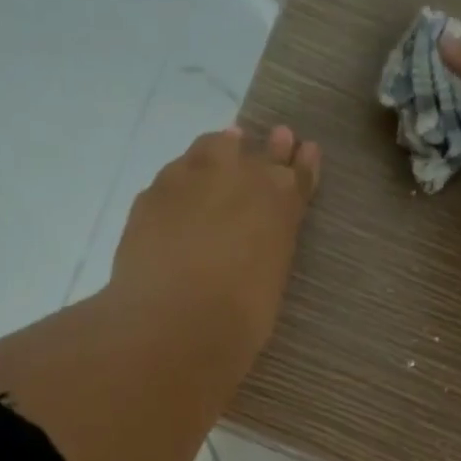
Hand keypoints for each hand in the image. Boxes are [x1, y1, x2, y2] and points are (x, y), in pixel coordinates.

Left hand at [110, 124, 320, 360]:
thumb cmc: (238, 318)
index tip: (306, 150)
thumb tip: (255, 244)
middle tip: (275, 139)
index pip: (298, 175)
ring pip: (212, 148)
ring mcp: (192, 178)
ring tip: (226, 147)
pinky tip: (183, 185)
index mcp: (280, 203)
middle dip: (268, 149)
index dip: (303, 164)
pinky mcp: (153, 192)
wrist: (174, 321)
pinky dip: (185, 175)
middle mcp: (240, 178)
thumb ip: (268, 249)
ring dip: (223, 149)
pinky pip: (176, 173)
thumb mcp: (270, 282)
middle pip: (257, 153)